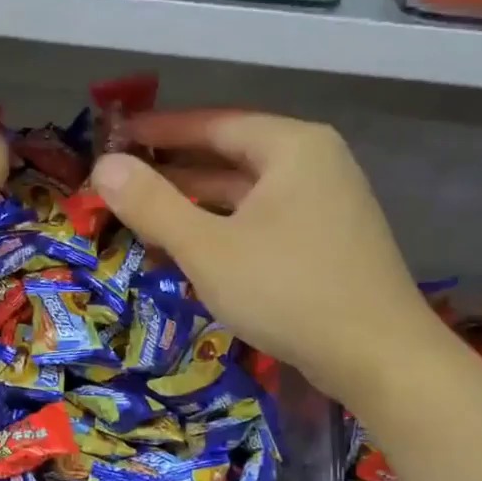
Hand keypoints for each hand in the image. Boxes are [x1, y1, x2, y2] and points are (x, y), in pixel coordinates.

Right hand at [91, 110, 435, 403]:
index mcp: (292, 147)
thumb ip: (153, 205)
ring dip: (197, 208)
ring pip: (246, 197)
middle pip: (231, 157)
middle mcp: (315, 165)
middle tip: (122, 185)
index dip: (161, 130)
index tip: (118, 138)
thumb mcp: (208, 248)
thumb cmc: (288, 291)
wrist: (378, 357)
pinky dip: (226, 232)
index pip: (214, 123)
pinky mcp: (328, 245)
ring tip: (145, 221)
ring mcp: (327, 206)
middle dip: (175, 174)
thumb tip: (103, 166)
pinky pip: (264, 225)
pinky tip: (193, 254)